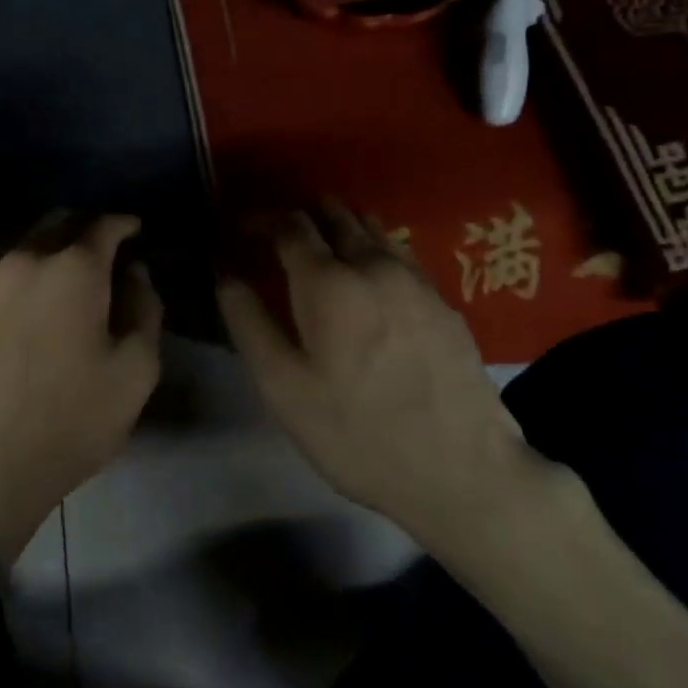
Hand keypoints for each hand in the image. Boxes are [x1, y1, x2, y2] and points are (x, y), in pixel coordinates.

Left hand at [0, 213, 161, 562]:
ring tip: (60, 278)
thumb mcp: (136, 372)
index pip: (103, 225)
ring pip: (20, 247)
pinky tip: (22, 309)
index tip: (135, 231)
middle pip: (56, 223)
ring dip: (46, 252)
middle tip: (100, 252)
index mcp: (72, 270)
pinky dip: (16, 280)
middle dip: (83, 229)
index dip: (124, 224)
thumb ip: (145, 309)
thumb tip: (134, 273)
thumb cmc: (71, 422)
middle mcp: (23, 261)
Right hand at [217, 205, 571, 581]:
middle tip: (279, 234)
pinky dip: (374, 248)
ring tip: (322, 245)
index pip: (289, 226)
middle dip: (302, 216)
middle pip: (336, 216)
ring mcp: (416, 281)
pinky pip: (400, 255)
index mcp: (328, 282)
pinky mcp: (445, 303)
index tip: (241, 227)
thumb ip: (248, 323)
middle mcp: (374, 266)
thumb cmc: (356, 432)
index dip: (260, 219)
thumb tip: (226, 276)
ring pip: (373, 229)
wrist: (462, 471)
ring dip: (341, 227)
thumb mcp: (282, 387)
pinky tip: (370, 276)